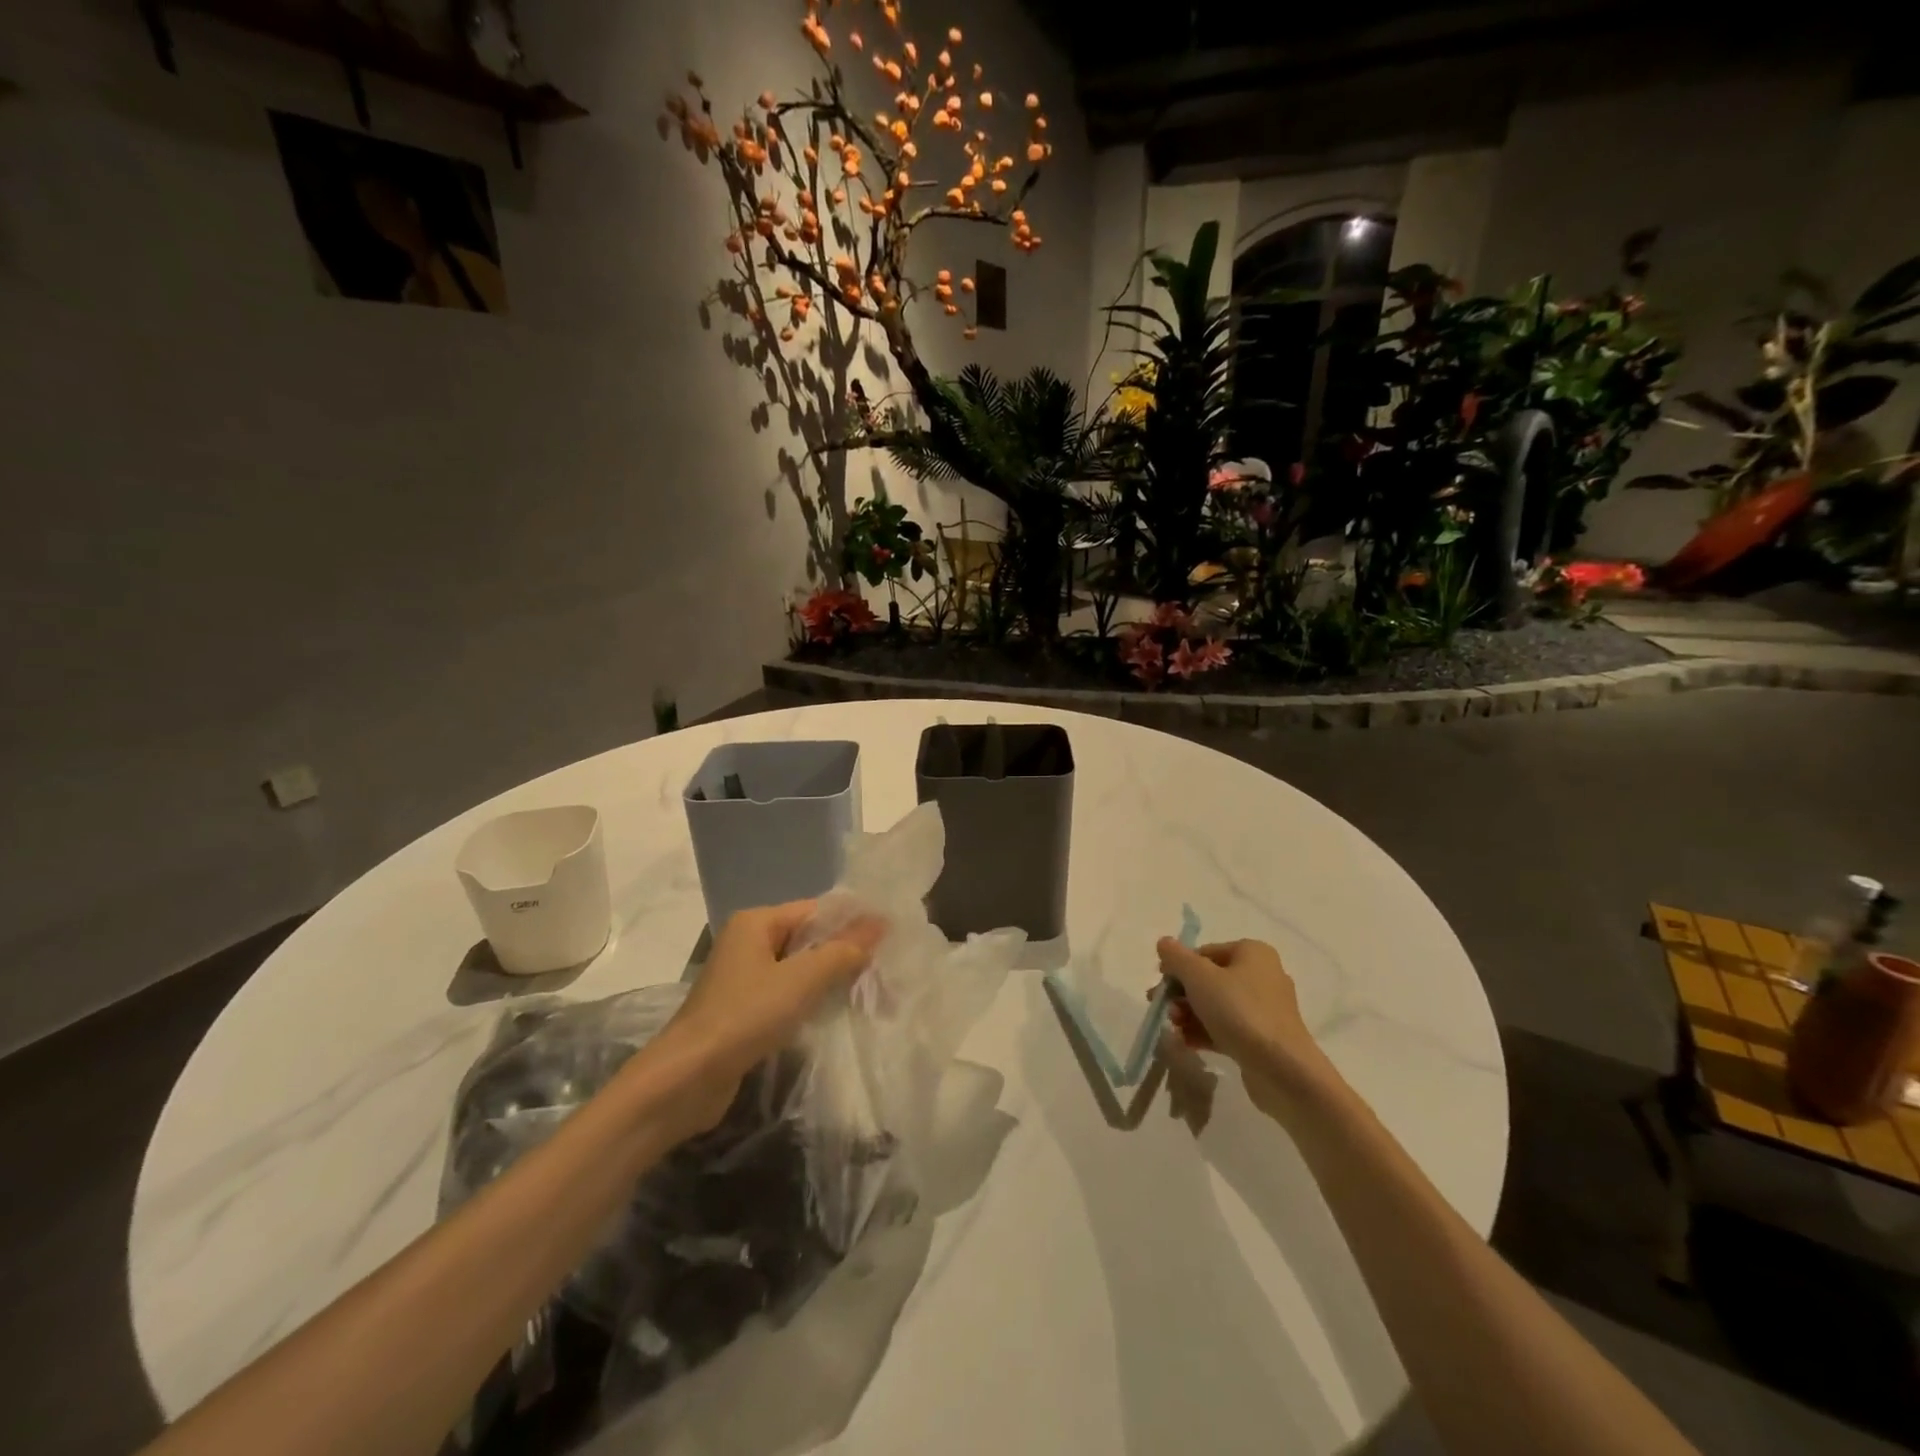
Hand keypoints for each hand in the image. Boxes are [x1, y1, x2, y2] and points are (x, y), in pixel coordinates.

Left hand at [653, 900, 885, 1132]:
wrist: (686, 1080)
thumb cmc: (745, 1017)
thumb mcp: (802, 979)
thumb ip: (843, 950)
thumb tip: (880, 921)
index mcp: (757, 922)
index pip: (815, 911)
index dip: (852, 923)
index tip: (889, 941)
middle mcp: (748, 942)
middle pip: (808, 939)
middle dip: (844, 954)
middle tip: (885, 972)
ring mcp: (744, 978)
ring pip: (799, 969)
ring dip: (830, 980)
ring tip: (869, 994)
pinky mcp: (744, 1010)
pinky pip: (786, 995)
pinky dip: (810, 1002)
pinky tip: (835, 1015)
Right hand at [1156, 936, 1337, 1118]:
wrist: (1282, 1069)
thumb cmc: (1239, 1011)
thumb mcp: (1199, 977)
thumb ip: (1177, 958)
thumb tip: (1164, 942)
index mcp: (1252, 953)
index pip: (1205, 953)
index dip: (1178, 967)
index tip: (1160, 985)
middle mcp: (1262, 976)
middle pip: (1209, 980)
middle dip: (1182, 994)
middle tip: (1162, 1009)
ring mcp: (1264, 1010)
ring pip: (1216, 1006)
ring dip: (1189, 1015)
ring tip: (1173, 1028)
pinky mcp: (1262, 1038)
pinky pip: (1227, 1028)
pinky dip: (1204, 1032)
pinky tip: (1184, 1043)